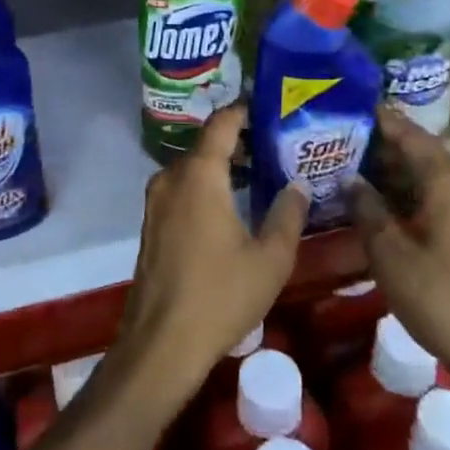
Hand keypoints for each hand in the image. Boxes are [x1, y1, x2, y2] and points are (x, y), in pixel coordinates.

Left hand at [109, 105, 307, 412]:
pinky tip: (232, 205)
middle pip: (207, 144)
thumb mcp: (270, 258)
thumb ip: (287, 214)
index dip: (245, 110)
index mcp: (199, 175)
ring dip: (223, 165)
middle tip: (277, 145)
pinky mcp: (152, 223)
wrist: (162, 342)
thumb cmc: (220, 296)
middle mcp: (172, 177)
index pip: (222, 124)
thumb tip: (297, 183)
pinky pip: (182, 188)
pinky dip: (206, 185)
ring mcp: (156, 201)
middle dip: (240, 140)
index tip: (272, 107)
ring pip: (193, 167)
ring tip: (260, 174)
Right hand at [350, 105, 449, 403]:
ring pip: (431, 180)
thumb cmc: (441, 299)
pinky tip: (384, 208)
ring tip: (356, 170)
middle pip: (423, 155)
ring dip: (397, 174)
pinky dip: (411, 196)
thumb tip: (351, 179)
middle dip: (385, 147)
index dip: (384, 121)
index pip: (413, 137)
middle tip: (344, 141)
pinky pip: (440, 201)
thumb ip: (368, 210)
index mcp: (449, 185)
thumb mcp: (391, 254)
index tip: (353, 106)